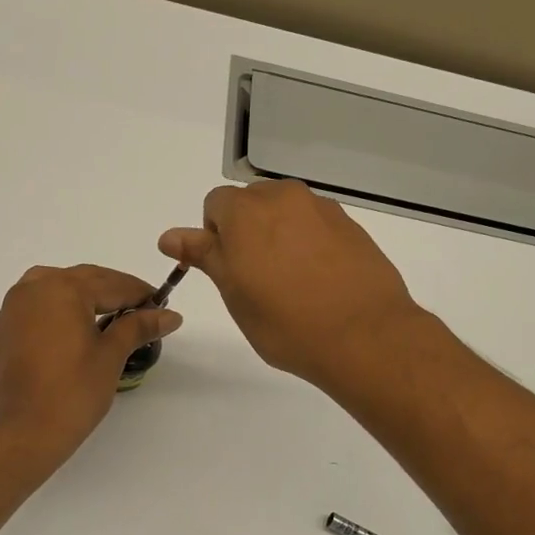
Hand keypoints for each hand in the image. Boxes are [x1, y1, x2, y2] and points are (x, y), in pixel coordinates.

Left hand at [0, 264, 182, 460]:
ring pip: (59, 286)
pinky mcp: (6, 326)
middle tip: (144, 310)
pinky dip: (63, 306)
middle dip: (116, 291)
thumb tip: (171, 316)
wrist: (23, 432)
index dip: (141, 294)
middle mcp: (35, 287)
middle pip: (85, 280)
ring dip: (88, 294)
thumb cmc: (73, 392)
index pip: (112, 284)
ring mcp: (15, 305)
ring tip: (114, 313)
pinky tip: (80, 324)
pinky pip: (40, 303)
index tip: (163, 306)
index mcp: (63, 288)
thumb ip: (138, 327)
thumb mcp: (110, 356)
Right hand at [160, 180, 418, 388]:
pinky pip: (316, 225)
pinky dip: (309, 243)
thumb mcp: (234, 293)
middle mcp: (284, 198)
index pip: (215, 204)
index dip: (215, 236)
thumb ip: (204, 255)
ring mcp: (322, 209)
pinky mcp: (350, 225)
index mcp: (247, 211)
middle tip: (256, 278)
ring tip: (291, 281)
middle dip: (247, 230)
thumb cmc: (285, 322)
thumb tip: (169, 236)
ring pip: (286, 212)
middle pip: (252, 202)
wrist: (364, 336)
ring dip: (279, 234)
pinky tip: (319, 280)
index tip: (228, 270)